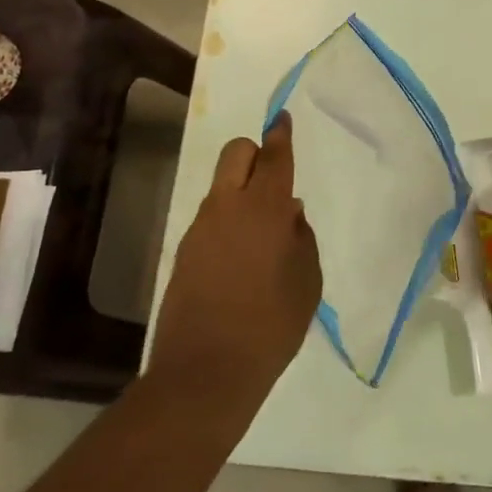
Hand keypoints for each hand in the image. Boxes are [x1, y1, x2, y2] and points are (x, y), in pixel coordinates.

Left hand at [152, 113, 322, 401]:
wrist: (206, 371)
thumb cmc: (272, 325)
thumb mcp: (307, 282)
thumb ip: (302, 239)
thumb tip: (291, 214)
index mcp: (264, 209)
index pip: (274, 156)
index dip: (281, 134)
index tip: (283, 119)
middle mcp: (227, 207)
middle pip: (235, 152)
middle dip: (254, 152)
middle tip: (273, 178)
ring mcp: (200, 228)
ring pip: (220, 186)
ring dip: (241, 190)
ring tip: (263, 231)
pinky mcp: (183, 251)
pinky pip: (210, 217)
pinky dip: (227, 219)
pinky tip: (241, 257)